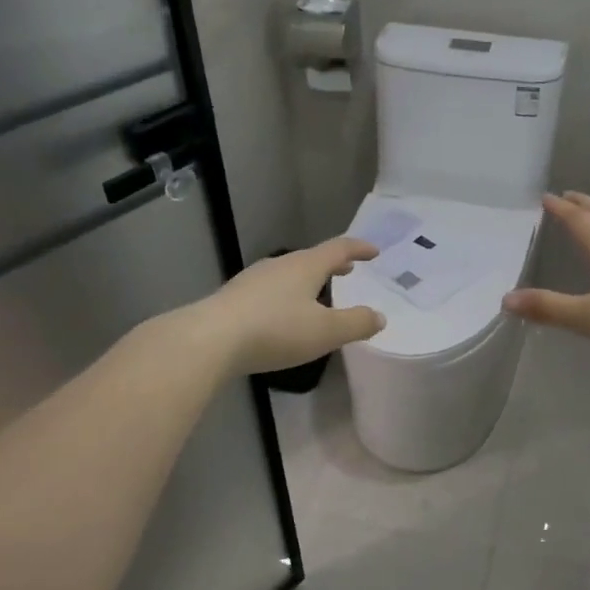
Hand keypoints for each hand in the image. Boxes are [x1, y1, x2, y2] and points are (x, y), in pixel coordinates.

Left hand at [194, 237, 386, 375]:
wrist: (210, 340)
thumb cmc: (276, 330)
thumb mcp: (325, 332)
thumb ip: (356, 323)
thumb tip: (379, 316)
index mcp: (305, 266)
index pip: (338, 249)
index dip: (359, 249)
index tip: (374, 252)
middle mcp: (279, 266)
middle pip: (311, 258)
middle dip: (332, 263)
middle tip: (348, 269)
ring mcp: (253, 280)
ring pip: (289, 274)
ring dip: (308, 279)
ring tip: (318, 292)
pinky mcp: (235, 299)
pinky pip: (270, 290)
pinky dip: (287, 295)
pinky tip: (284, 313)